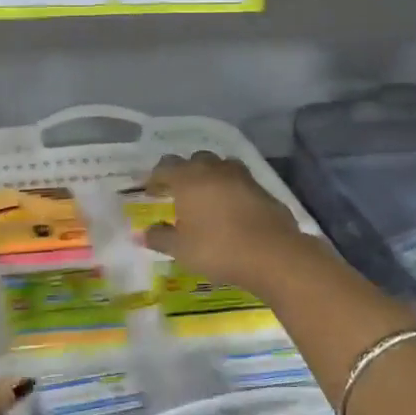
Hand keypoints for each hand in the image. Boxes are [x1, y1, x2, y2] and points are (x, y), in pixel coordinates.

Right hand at [143, 152, 313, 293]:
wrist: (272, 254)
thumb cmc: (218, 249)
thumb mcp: (181, 249)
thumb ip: (160, 238)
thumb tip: (143, 233)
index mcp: (189, 179)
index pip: (165, 167)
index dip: (155, 178)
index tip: (150, 192)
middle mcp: (215, 170)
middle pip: (195, 160)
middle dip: (184, 172)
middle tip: (178, 192)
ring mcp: (242, 177)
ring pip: (221, 166)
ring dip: (210, 176)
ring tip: (206, 196)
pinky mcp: (263, 189)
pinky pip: (240, 182)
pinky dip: (231, 189)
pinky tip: (231, 208)